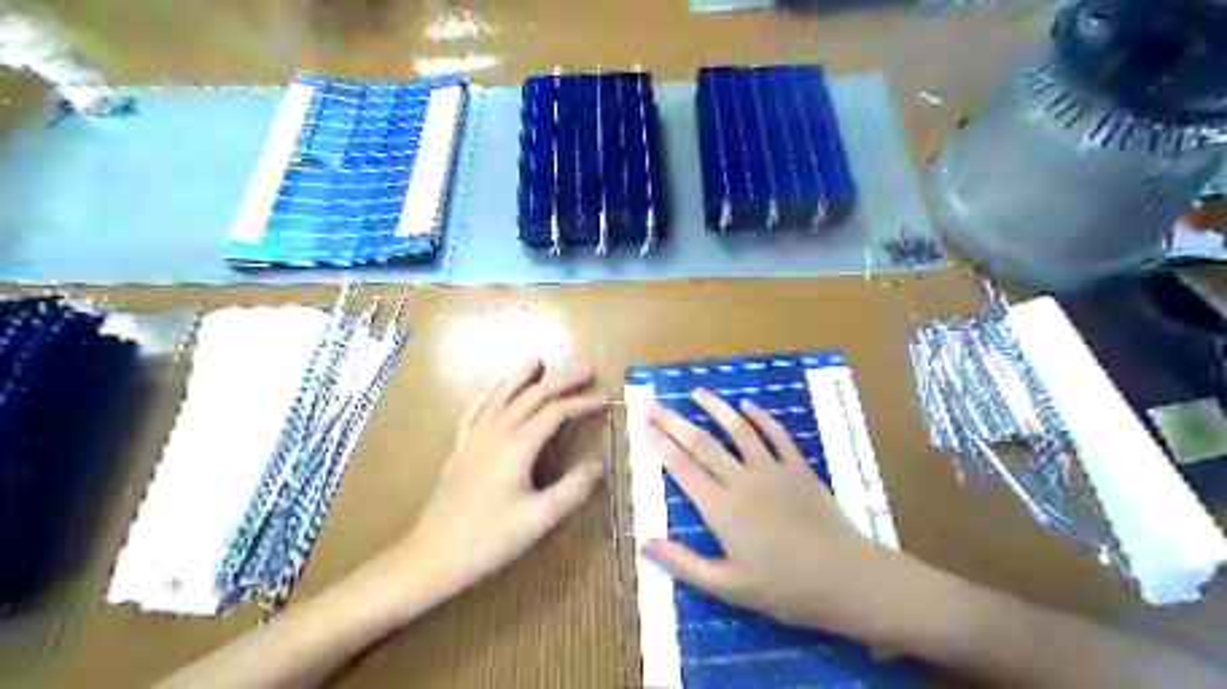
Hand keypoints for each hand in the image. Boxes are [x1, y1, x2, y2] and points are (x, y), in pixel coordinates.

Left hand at [392, 358, 607, 604]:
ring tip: (538, 360)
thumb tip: (599, 464)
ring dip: (522, 377)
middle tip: (587, 369)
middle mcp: (495, 432)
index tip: (606, 400)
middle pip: (532, 396)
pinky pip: (476, 409)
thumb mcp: (538, 520)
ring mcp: (473, 437)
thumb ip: (573, 489)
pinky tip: (494, 390)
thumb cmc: (488, 540)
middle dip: (562, 380)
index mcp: (517, 446)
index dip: (582, 403)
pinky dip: (490, 393)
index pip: (556, 412)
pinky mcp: (460, 447)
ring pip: (501, 395)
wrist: (431, 556)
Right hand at [646, 391, 926, 641]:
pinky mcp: (798, 468)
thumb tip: (645, 543)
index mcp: (721, 508)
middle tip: (656, 404)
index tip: (644, 425)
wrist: (845, 578)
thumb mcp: (727, 587)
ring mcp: (772, 470)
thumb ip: (684, 563)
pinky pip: (776, 435)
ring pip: (738, 430)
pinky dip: (760, 417)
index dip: (661, 444)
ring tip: (698, 393)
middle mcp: (742, 480)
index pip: (682, 468)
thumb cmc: (783, 588)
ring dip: (716, 408)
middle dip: (675, 422)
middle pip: (702, 443)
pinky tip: (747, 405)